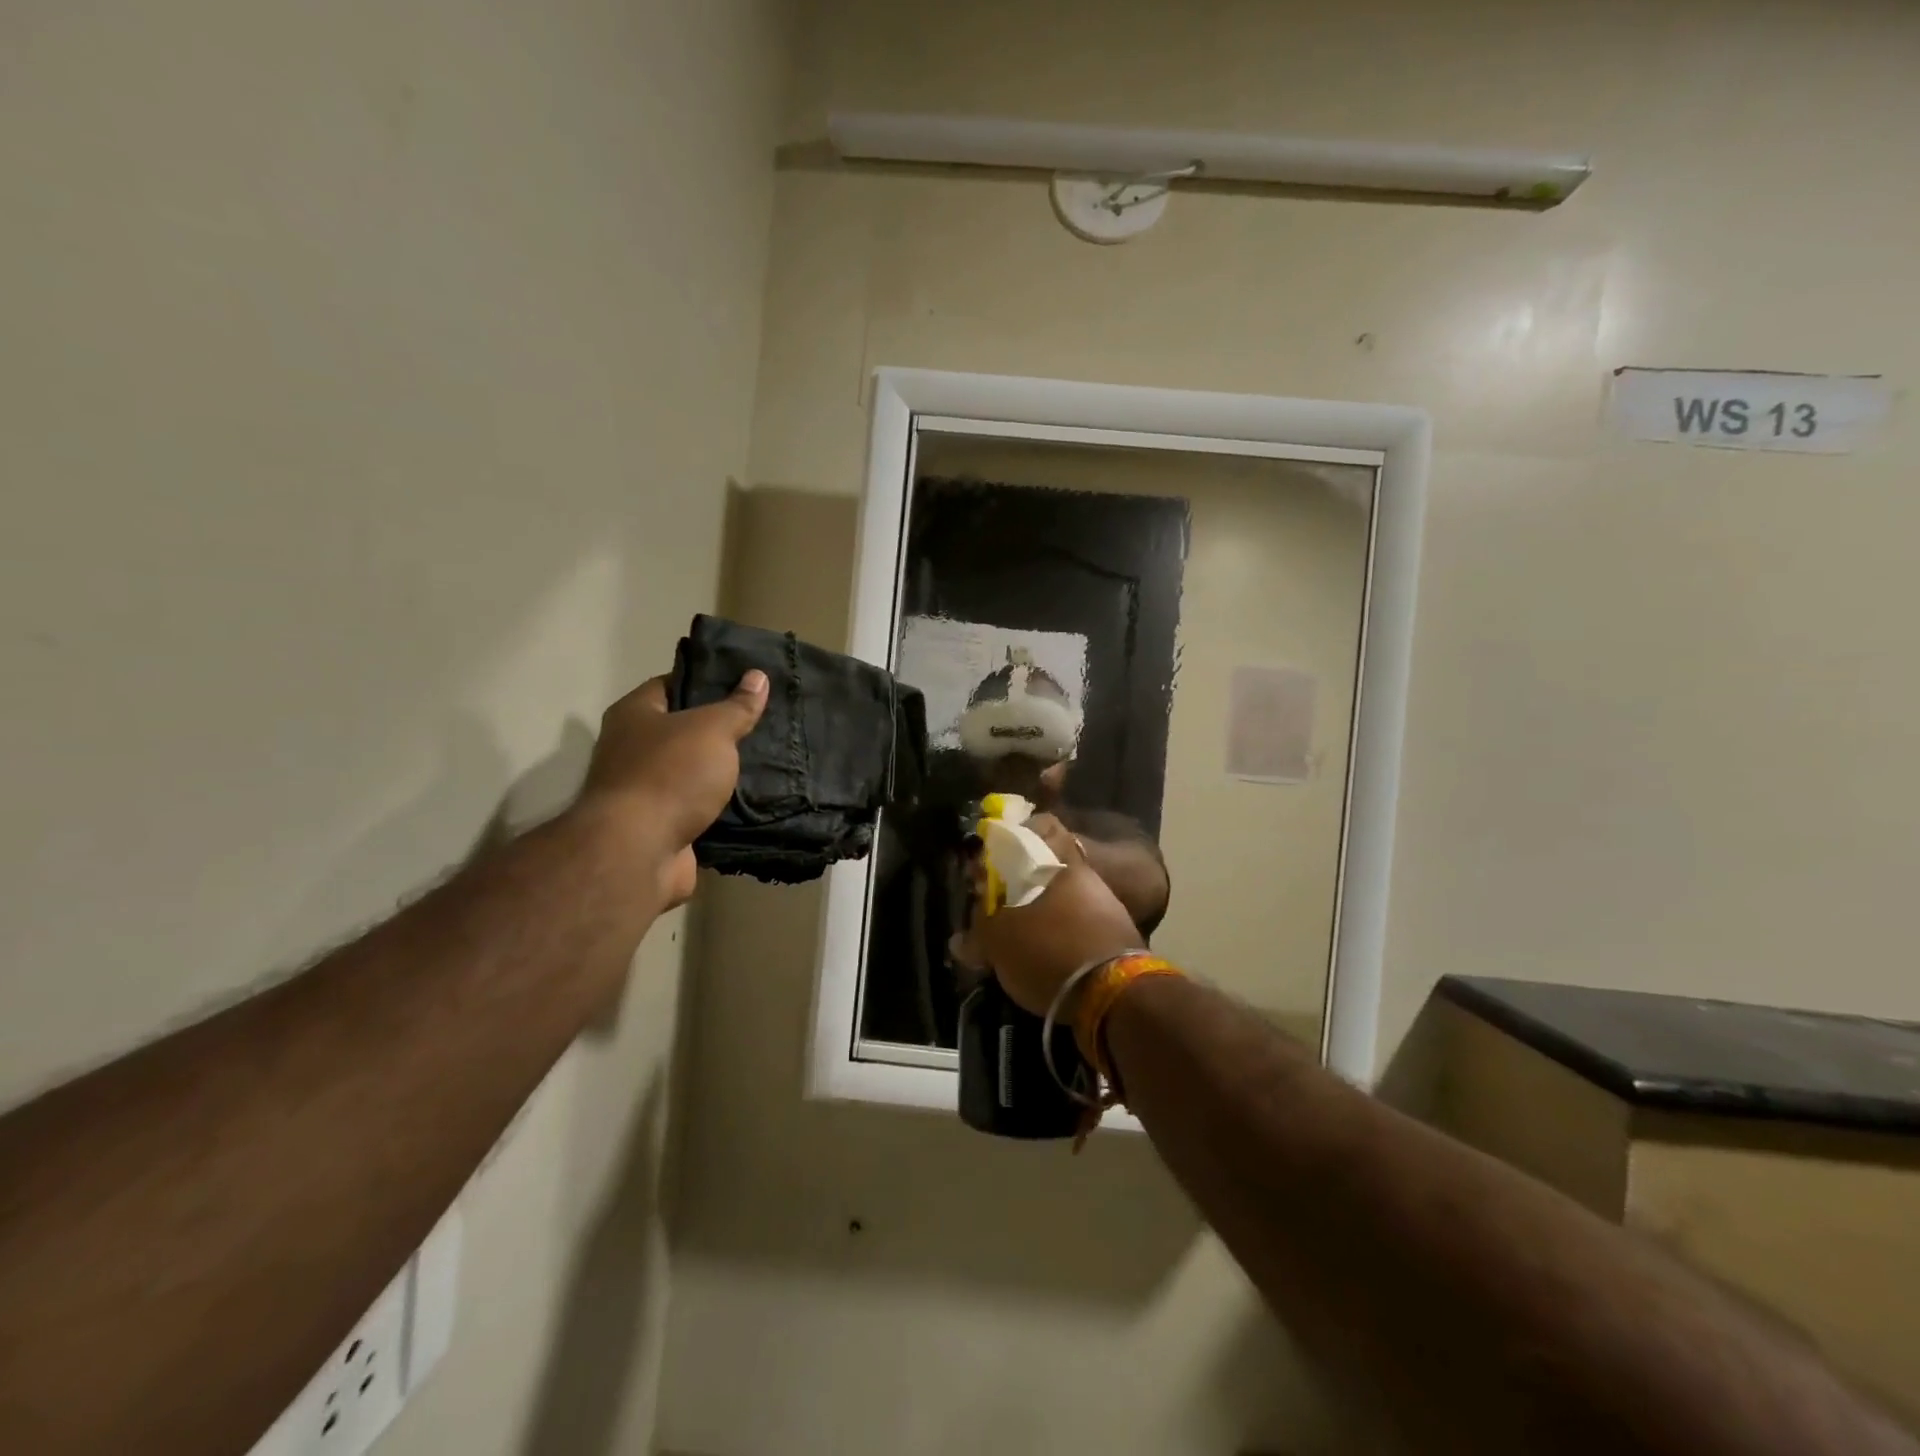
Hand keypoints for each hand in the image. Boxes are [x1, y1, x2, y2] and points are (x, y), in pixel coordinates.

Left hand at [576, 670, 767, 907]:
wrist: (639, 851)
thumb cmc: (670, 774)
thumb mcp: (712, 729)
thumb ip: (737, 705)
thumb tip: (758, 676)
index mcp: (633, 714)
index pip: (669, 684)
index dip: (705, 681)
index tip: (742, 684)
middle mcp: (629, 749)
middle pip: (680, 730)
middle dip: (717, 729)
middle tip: (760, 722)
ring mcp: (641, 791)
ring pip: (689, 771)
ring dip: (718, 770)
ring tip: (764, 759)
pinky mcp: (658, 826)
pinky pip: (694, 806)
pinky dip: (717, 805)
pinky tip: (750, 799)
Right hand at [964, 813, 1144, 1016]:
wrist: (1115, 997)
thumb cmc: (1049, 951)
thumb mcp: (1000, 943)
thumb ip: (978, 934)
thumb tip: (958, 940)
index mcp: (1061, 863)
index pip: (1043, 827)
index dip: (1017, 838)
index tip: (996, 859)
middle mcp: (1088, 876)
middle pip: (1051, 869)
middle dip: (1025, 885)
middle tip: (1001, 909)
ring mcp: (1108, 906)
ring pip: (1067, 899)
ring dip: (1045, 913)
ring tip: (1021, 939)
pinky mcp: (1120, 939)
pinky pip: (1082, 927)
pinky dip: (1064, 937)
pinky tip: (1048, 958)